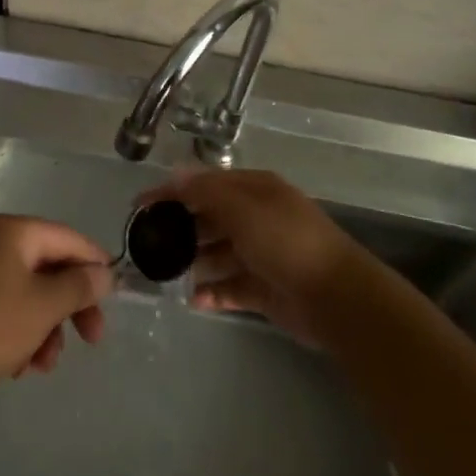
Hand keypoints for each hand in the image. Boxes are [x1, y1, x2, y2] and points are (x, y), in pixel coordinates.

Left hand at [0, 215, 112, 396]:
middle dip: (72, 305)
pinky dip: (25, 337)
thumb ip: (80, 285)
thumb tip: (105, 273)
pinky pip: (12, 314)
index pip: (68, 238)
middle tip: (94, 338)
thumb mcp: (45, 305)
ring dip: (49, 328)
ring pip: (34, 296)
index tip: (116, 295)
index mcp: (14, 232)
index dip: (94, 263)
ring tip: (45, 363)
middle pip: (52, 268)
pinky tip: (23, 368)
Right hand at [139, 169, 364, 344]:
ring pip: (217, 255)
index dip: (172, 192)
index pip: (205, 185)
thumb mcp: (243, 208)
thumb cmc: (286, 242)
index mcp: (255, 190)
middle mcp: (256, 218)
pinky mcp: (264, 290)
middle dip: (180, 229)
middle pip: (209, 219)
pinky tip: (193, 300)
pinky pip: (230, 288)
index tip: (139, 206)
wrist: (336, 298)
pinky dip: (212, 293)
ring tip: (163, 275)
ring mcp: (260, 255)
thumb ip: (206, 192)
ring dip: (193, 263)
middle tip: (148, 245)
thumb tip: (174, 175)